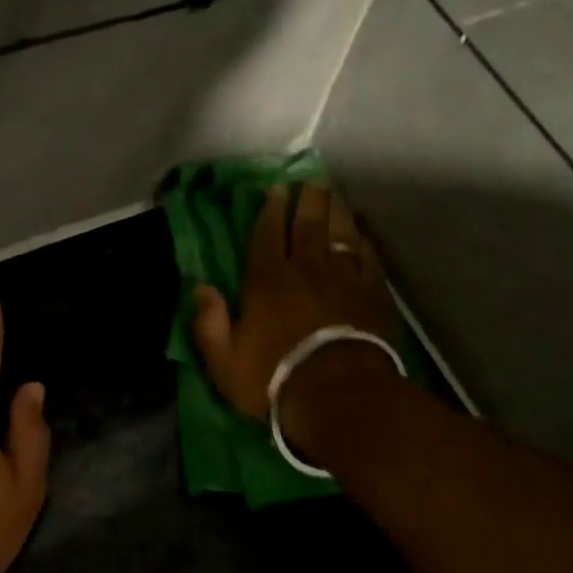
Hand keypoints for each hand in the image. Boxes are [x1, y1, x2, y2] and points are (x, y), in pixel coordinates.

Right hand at [191, 183, 397, 427]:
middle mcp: (305, 268)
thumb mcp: (224, 361)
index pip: (267, 233)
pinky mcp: (372, 292)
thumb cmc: (274, 378)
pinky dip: (362, 241)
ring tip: (334, 195)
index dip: (270, 209)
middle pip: (308, 223)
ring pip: (340, 232)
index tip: (276, 189)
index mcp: (267, 280)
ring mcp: (343, 277)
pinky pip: (367, 256)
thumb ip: (209, 322)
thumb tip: (199, 287)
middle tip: (310, 179)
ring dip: (336, 210)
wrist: (338, 393)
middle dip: (307, 199)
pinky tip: (361, 234)